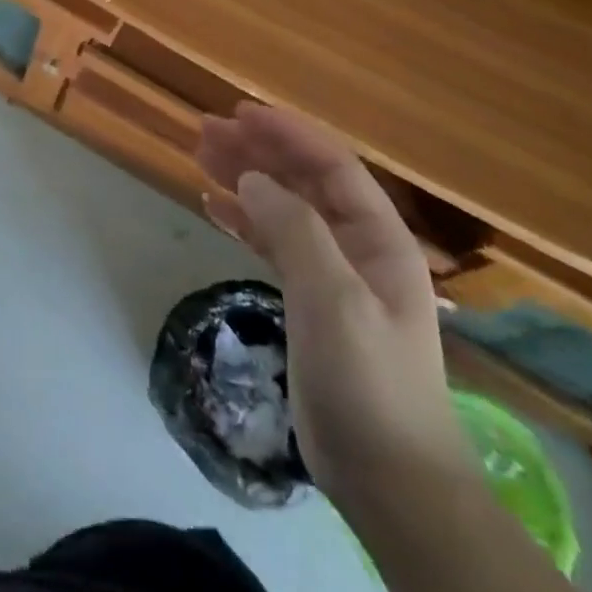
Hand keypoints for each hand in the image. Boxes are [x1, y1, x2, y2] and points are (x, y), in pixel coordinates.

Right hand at [198, 103, 469, 517]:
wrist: (390, 479)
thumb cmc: (368, 380)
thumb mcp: (333, 297)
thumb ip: (293, 229)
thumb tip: (251, 178)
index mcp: (378, 239)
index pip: (332, 166)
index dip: (288, 133)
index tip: (240, 112)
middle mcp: (357, 247)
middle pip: (303, 182)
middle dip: (258, 151)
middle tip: (205, 131)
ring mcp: (332, 275)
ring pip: (283, 209)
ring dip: (246, 180)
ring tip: (201, 157)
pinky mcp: (309, 302)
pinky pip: (272, 244)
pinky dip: (243, 221)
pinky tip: (213, 207)